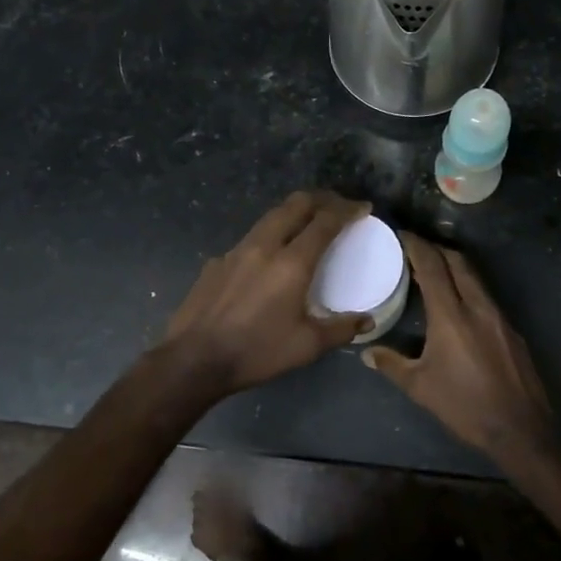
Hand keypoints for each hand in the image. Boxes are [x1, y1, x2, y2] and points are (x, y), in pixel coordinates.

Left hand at [164, 191, 373, 395]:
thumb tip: (367, 320)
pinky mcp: (216, 262)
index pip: (325, 222)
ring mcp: (235, 251)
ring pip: (270, 217)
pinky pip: (249, 239)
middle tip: (337, 207)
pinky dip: (269, 237)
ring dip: (293, 213)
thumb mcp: (307, 346)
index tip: (362, 208)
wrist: (194, 360)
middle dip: (321, 199)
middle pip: (295, 205)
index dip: (347, 210)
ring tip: (306, 224)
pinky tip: (268, 260)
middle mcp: (264, 246)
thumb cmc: (256, 352)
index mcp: (291, 263)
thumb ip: (341, 329)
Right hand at [363, 234, 550, 458]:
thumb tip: (366, 352)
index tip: (401, 235)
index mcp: (451, 315)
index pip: (433, 266)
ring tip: (434, 272)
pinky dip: (468, 288)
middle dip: (436, 249)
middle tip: (416, 248)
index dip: (416, 246)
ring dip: (454, 267)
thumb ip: (391, 364)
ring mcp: (498, 316)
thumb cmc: (464, 406)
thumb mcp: (420, 387)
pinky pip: (486, 297)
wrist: (520, 428)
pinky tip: (459, 306)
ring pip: (474, 277)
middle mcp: (477, 306)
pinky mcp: (511, 329)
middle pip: (457, 262)